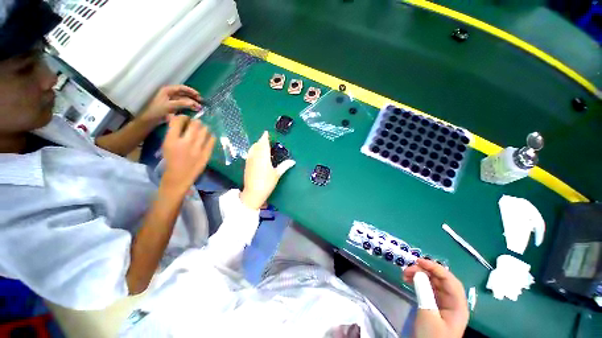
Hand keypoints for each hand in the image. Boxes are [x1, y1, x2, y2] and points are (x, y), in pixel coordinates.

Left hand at [139, 85, 202, 124]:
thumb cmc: (158, 110)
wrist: (150, 119)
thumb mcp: (170, 106)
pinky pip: (183, 105)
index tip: (198, 95)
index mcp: (168, 90)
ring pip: (184, 100)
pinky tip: (193, 109)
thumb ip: (182, 103)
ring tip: (199, 107)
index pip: (181, 88)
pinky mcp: (173, 106)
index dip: (190, 91)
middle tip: (201, 102)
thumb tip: (193, 103)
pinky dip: (189, 106)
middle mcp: (170, 94)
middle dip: (193, 97)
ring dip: (192, 103)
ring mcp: (171, 100)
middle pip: (184, 93)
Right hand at [161, 115, 215, 193]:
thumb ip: (171, 130)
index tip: (185, 118)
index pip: (178, 121)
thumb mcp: (166, 144)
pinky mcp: (206, 154)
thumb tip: (173, 116)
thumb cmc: (171, 159)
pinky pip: (212, 140)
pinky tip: (209, 136)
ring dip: (204, 128)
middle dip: (195, 121)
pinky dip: (211, 136)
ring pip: (205, 131)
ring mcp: (198, 149)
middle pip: (194, 124)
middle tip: (196, 123)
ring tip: (203, 129)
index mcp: (172, 140)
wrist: (179, 176)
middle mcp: (186, 142)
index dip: (183, 117)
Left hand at [240, 131, 294, 209]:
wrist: (253, 193)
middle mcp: (255, 156)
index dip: (265, 137)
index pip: (264, 144)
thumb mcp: (277, 174)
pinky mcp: (247, 165)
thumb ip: (284, 166)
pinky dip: (253, 150)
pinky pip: (250, 153)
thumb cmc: (266, 183)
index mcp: (263, 157)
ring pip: (252, 148)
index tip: (266, 132)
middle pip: (257, 145)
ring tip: (262, 144)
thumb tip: (293, 161)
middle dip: (261, 140)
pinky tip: (256, 153)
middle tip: (266, 139)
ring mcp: (250, 160)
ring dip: (257, 145)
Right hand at [403, 259, 468, 337]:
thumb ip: (424, 292)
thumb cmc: (431, 337)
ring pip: (433, 283)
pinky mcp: (434, 307)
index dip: (436, 268)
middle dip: (424, 271)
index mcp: (457, 305)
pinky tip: (409, 280)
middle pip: (440, 280)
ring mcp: (443, 304)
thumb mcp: (428, 315)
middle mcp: (452, 302)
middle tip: (407, 269)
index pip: (450, 280)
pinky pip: (427, 289)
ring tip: (405, 274)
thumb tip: (418, 273)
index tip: (419, 261)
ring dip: (419, 276)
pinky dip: (418, 283)